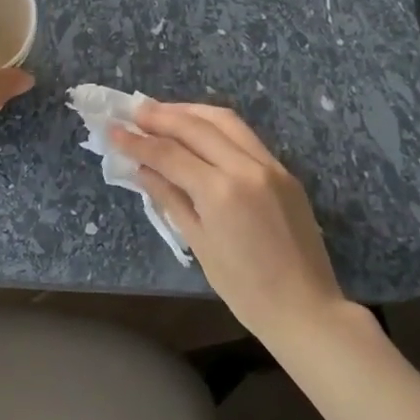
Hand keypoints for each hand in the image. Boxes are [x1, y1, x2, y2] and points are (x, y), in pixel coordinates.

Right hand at [110, 101, 342, 338]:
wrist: (306, 308)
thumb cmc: (244, 289)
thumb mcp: (198, 243)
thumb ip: (169, 198)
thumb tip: (141, 169)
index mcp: (221, 191)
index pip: (169, 153)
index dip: (137, 141)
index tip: (113, 129)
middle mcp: (247, 167)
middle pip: (196, 126)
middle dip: (161, 116)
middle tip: (133, 111)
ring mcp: (271, 166)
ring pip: (225, 120)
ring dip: (190, 112)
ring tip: (163, 113)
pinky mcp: (285, 172)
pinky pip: (245, 136)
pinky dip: (216, 127)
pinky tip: (198, 132)